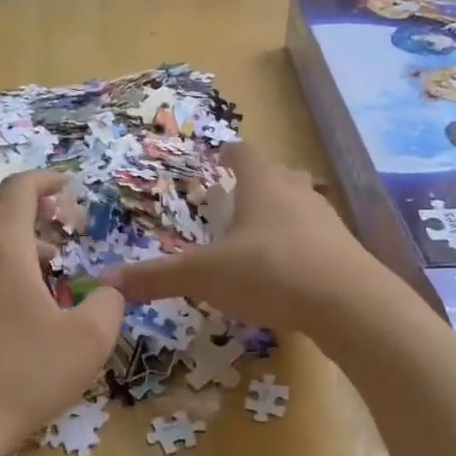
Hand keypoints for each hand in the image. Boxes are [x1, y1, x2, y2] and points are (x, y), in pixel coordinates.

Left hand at [0, 171, 124, 455]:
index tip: (70, 185)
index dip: (48, 179)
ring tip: (47, 264)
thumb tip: (110, 289)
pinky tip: (15, 299)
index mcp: (0, 246)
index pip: (20, 188)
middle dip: (29, 201)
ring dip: (12, 234)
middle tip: (61, 217)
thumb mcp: (88, 340)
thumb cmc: (22, 375)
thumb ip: (110, 303)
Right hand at [101, 143, 385, 333]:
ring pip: (301, 204)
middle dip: (258, 181)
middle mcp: (297, 193)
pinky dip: (300, 244)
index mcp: (262, 185)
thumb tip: (107, 281)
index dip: (230, 152)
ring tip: (261, 232)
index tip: (221, 154)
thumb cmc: (269, 272)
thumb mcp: (205, 276)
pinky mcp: (345, 252)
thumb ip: (158, 277)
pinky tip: (288, 269)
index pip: (244, 153)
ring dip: (282, 212)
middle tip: (237, 195)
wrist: (348, 303)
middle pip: (278, 174)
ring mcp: (326, 221)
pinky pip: (317, 238)